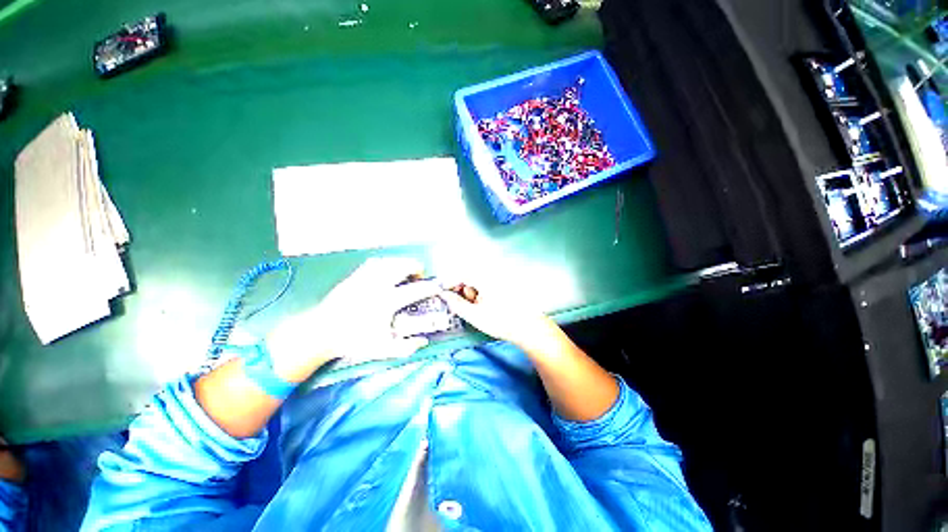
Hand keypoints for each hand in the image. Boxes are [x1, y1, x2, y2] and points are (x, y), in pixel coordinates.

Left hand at [267, 257, 440, 381]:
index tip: (437, 286)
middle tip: (419, 276)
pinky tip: (387, 269)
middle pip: (403, 266)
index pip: (416, 290)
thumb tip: (424, 341)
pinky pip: (374, 262)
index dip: (430, 287)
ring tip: (405, 271)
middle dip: (416, 267)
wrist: (321, 332)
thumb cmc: (353, 340)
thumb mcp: (381, 348)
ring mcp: (365, 278)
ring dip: (401, 263)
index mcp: (387, 301)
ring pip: (389, 261)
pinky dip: (385, 263)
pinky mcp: (355, 276)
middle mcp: (378, 285)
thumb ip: (405, 347)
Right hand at [440, 283, 561, 354]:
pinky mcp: (505, 285)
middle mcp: (492, 275)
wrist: (529, 327)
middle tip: (466, 306)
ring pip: (478, 282)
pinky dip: (482, 294)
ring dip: (473, 293)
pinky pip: (487, 286)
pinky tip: (487, 307)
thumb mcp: (474, 315)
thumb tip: (444, 295)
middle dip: (463, 290)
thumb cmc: (500, 321)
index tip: (444, 293)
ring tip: (479, 309)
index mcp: (484, 279)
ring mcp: (499, 280)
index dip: (450, 283)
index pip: (460, 274)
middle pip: (469, 277)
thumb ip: (456, 304)